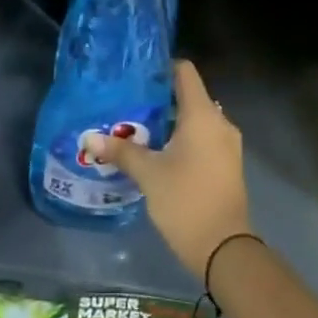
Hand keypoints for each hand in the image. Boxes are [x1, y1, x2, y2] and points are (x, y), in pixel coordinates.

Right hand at [91, 62, 250, 284]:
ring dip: (172, 121)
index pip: (185, 72)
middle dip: (161, 98)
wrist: (225, 249)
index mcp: (202, 114)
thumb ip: (121, 151)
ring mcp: (227, 143)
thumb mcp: (149, 174)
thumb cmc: (186, 200)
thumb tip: (89, 138)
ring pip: (197, 119)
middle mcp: (219, 121)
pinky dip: (184, 138)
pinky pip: (204, 137)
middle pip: (190, 95)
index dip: (162, 68)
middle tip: (131, 105)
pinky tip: (161, 152)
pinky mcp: (228, 163)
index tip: (138, 76)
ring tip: (140, 128)